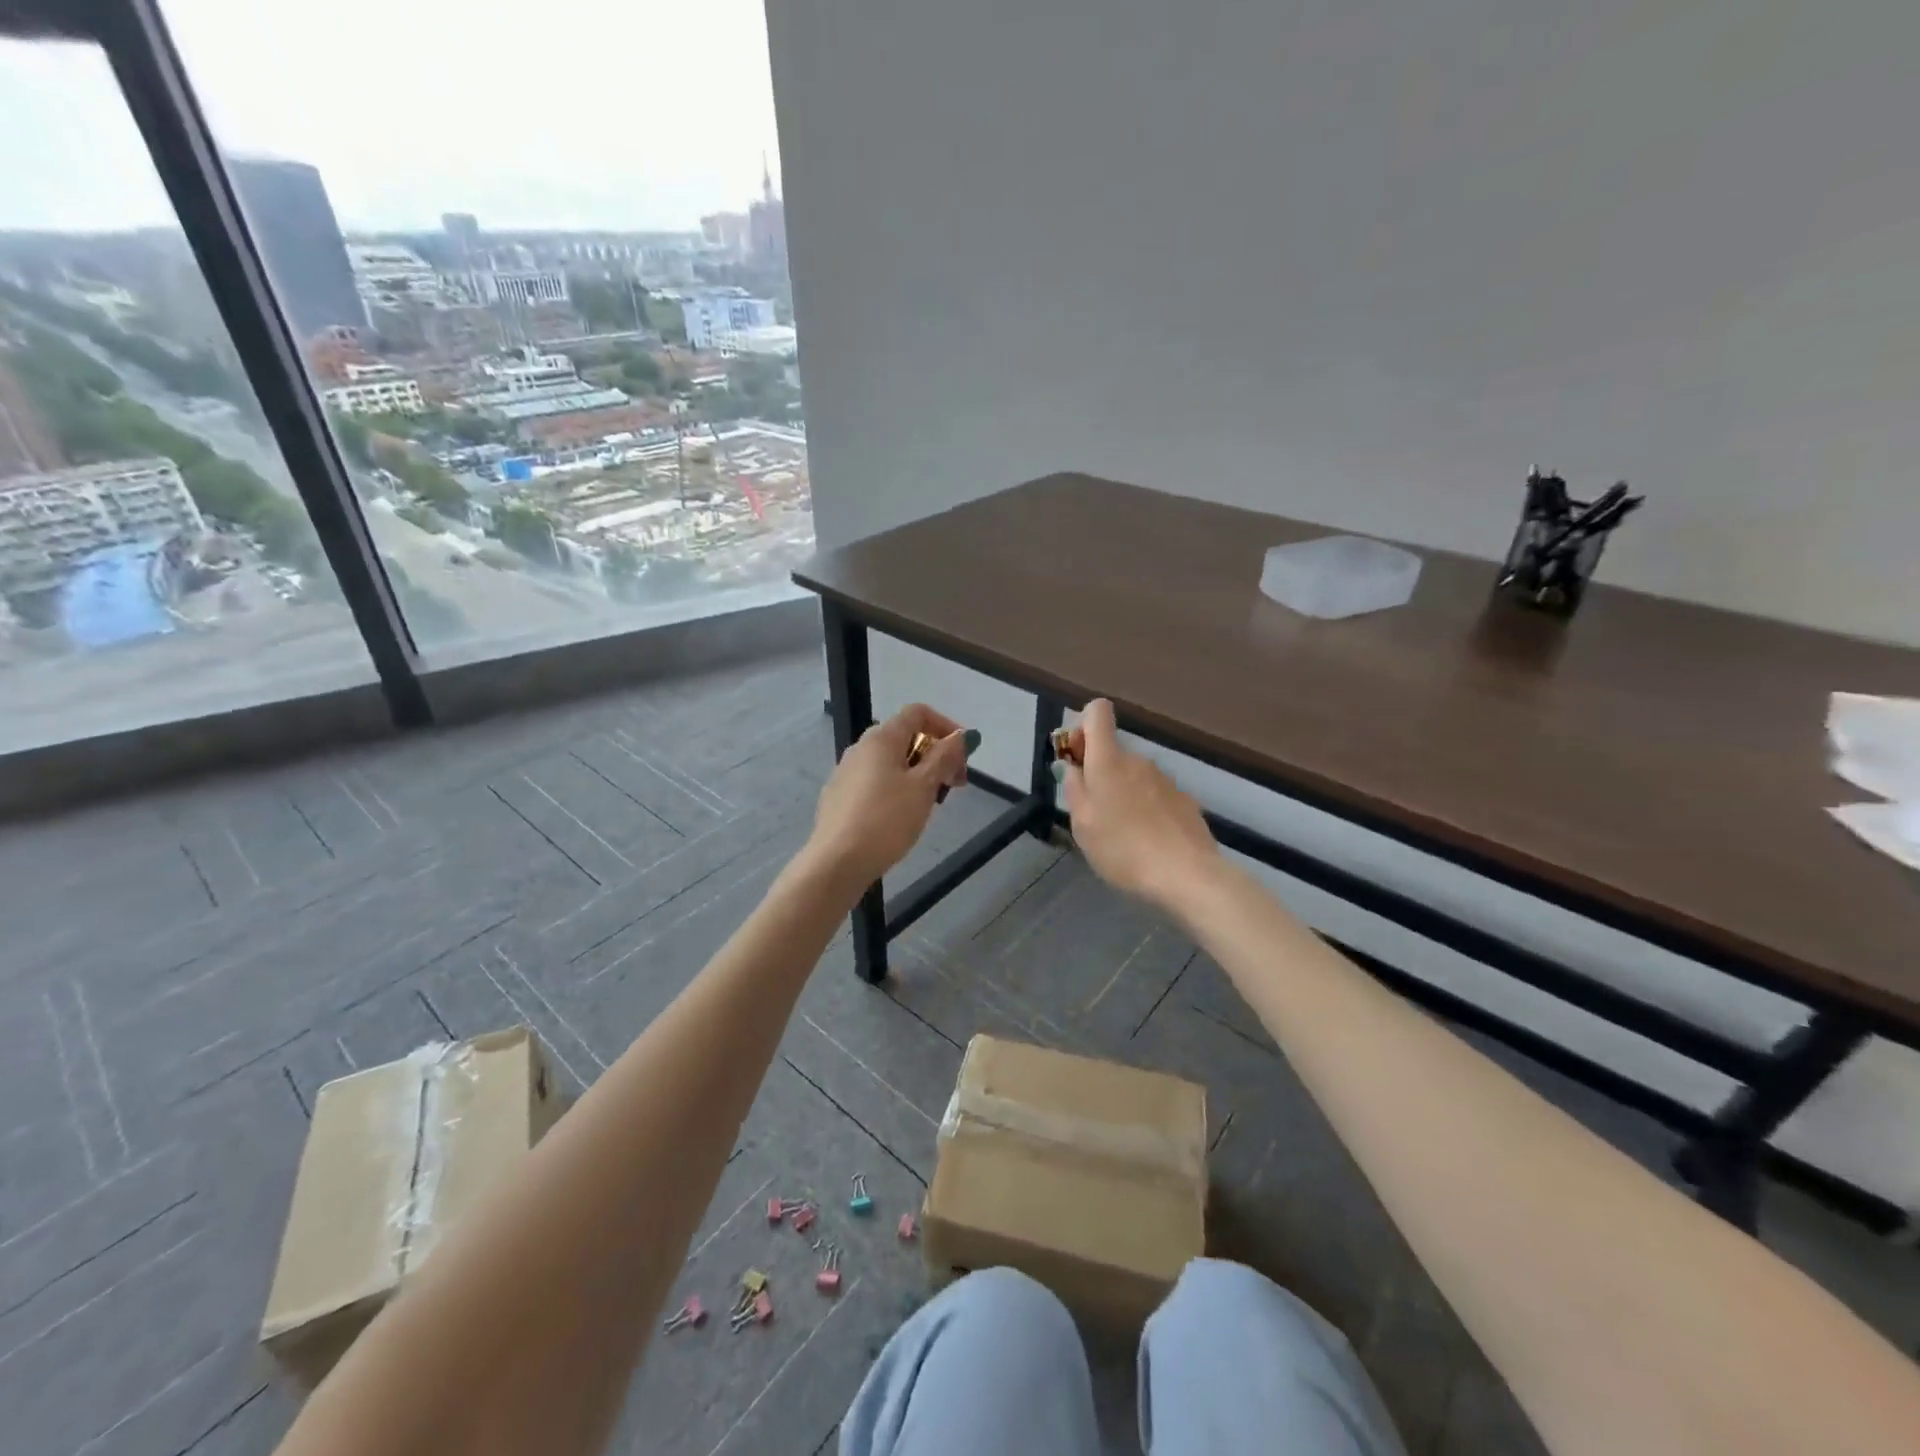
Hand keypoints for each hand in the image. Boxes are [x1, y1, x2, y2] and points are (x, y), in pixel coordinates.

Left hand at [809, 704, 971, 888]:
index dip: (946, 726)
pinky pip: (876, 781)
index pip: (918, 713)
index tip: (964, 755)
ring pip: (891, 762)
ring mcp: (846, 772)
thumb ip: (944, 757)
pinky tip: (902, 817)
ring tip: (932, 804)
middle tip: (956, 785)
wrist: (837, 862)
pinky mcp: (839, 797)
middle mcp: (860, 748)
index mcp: (881, 738)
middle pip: (905, 737)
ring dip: (919, 774)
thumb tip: (961, 735)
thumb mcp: (924, 787)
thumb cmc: (887, 820)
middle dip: (936, 755)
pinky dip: (897, 788)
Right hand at [1062, 699, 1220, 913]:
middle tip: (1094, 815)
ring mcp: (1166, 780)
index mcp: (1109, 761)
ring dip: (1123, 795)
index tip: (1077, 759)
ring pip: (1134, 777)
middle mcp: (1139, 760)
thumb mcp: (1083, 824)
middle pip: (1113, 752)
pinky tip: (1148, 843)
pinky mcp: (1185, 801)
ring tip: (1122, 836)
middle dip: (1100, 774)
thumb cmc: (1123, 848)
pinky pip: (1155, 796)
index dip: (1083, 727)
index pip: (1098, 712)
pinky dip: (1147, 811)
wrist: (1187, 875)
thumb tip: (1073, 766)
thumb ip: (1074, 788)